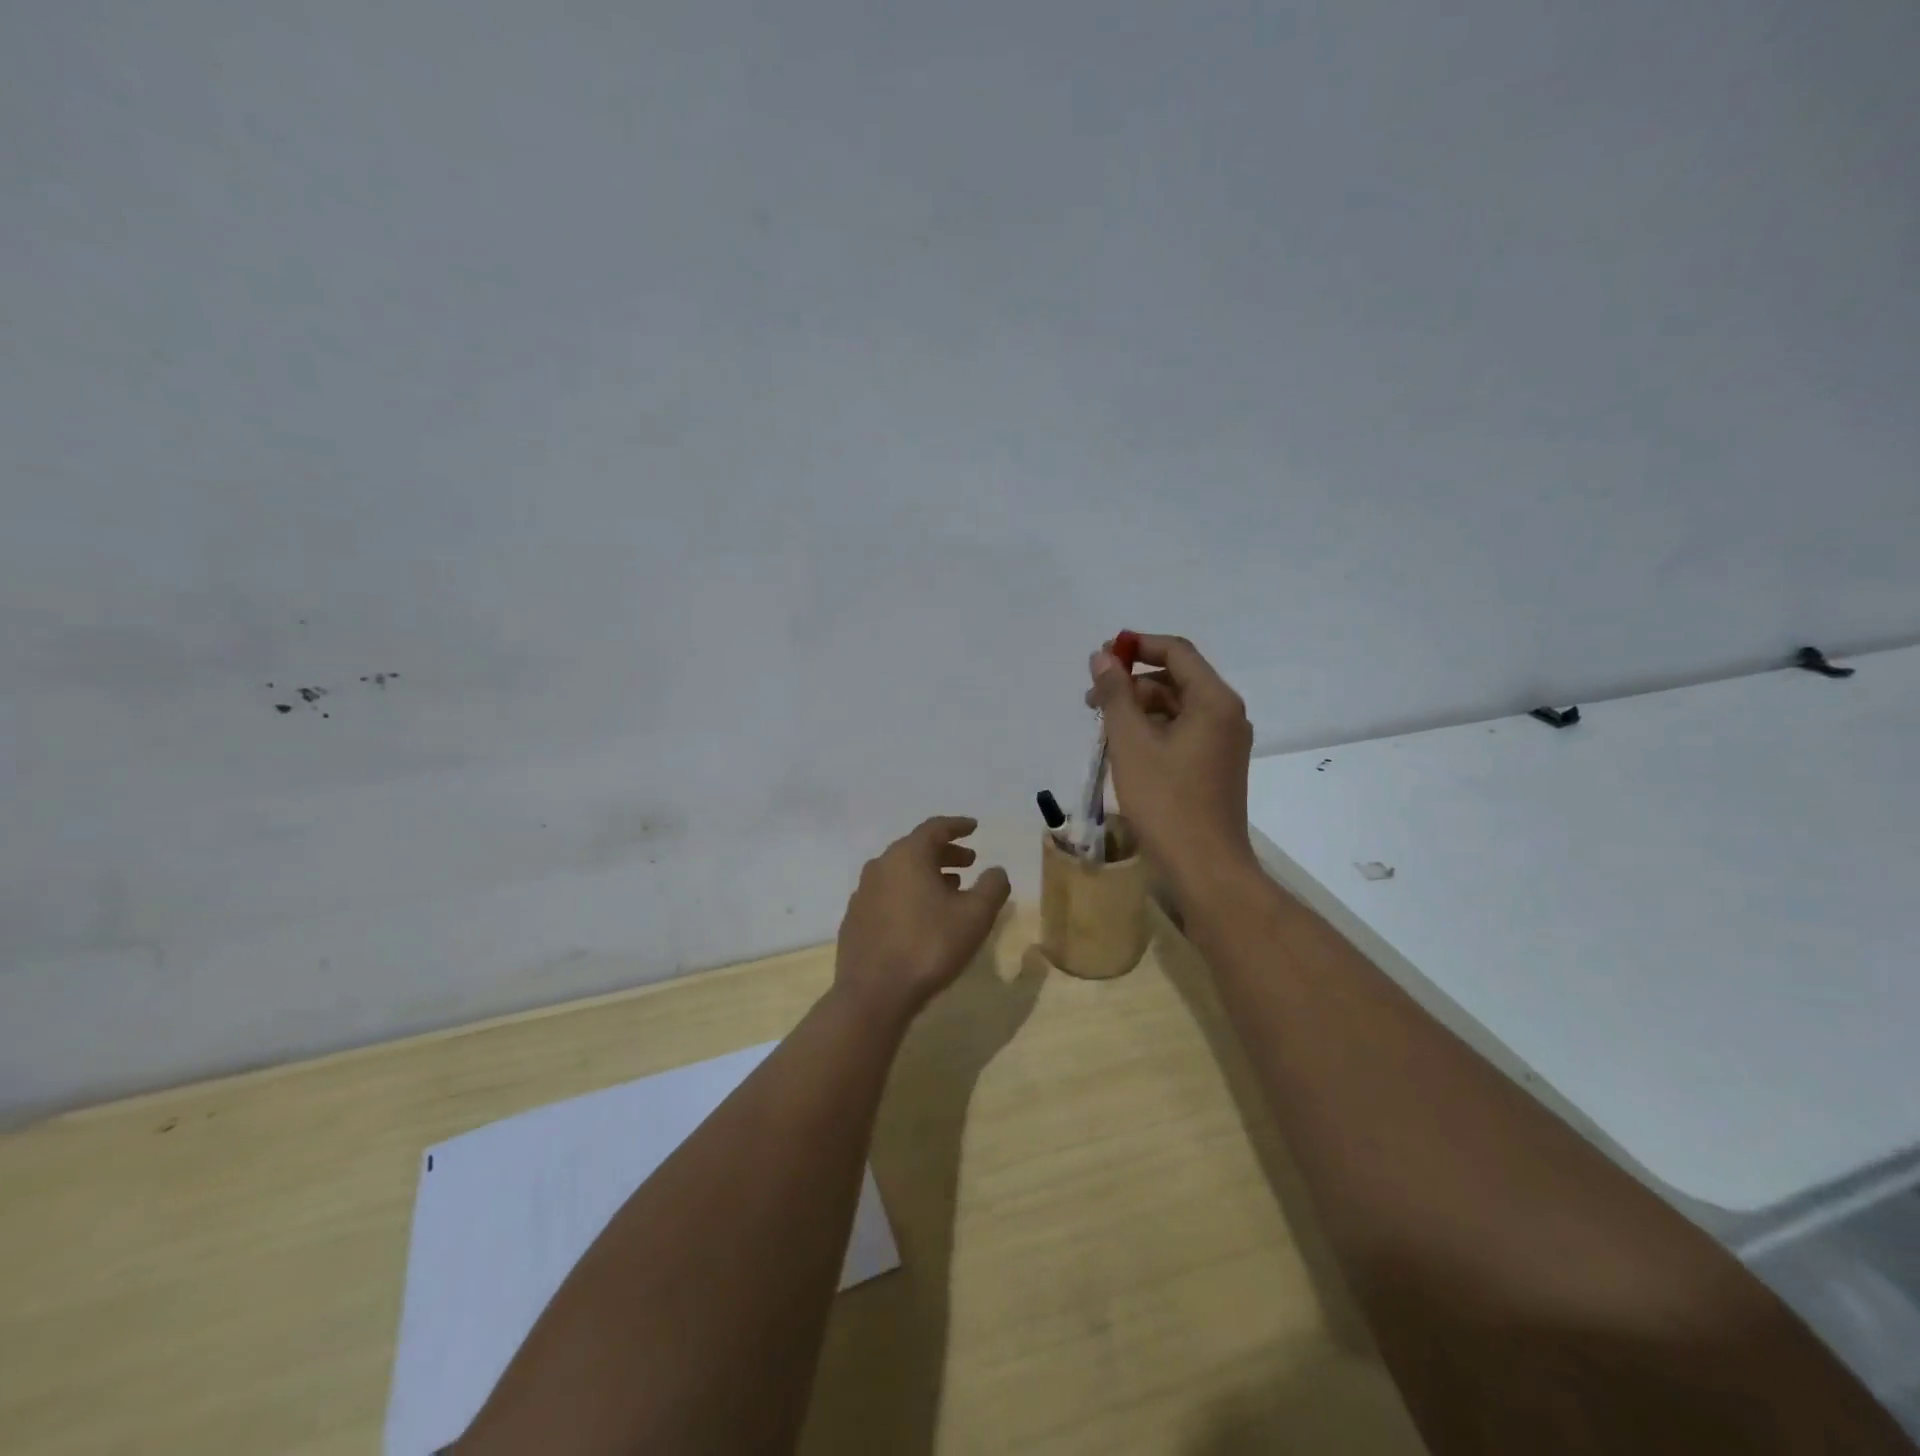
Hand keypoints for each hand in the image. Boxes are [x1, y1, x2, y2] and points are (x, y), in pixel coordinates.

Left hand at [835, 816, 1012, 1024]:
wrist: (873, 994)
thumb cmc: (929, 946)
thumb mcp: (975, 916)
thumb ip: (992, 887)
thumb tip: (996, 871)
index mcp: (907, 855)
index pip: (935, 828)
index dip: (957, 826)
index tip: (974, 827)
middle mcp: (881, 865)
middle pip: (916, 849)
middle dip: (945, 853)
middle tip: (969, 862)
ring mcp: (863, 892)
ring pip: (900, 872)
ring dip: (927, 874)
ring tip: (951, 889)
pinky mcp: (855, 918)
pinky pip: (887, 894)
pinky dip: (908, 894)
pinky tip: (921, 916)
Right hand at [1087, 632, 1256, 888]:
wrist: (1204, 869)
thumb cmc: (1166, 801)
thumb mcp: (1131, 743)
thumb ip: (1115, 694)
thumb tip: (1102, 657)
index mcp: (1214, 701)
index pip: (1177, 652)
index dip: (1138, 645)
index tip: (1101, 654)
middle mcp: (1226, 716)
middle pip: (1176, 680)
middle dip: (1132, 682)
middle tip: (1091, 698)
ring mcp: (1223, 745)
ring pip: (1176, 710)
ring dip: (1138, 709)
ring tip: (1102, 728)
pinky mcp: (1214, 769)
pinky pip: (1181, 735)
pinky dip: (1152, 733)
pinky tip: (1123, 751)